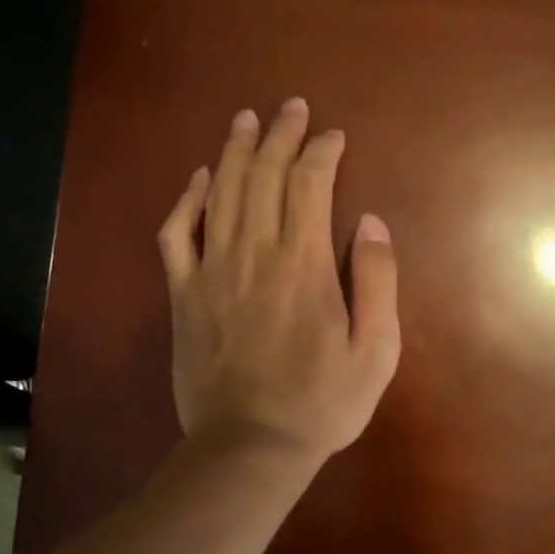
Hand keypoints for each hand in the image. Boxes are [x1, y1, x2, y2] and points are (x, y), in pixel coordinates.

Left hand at [158, 99, 400, 462]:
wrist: (250, 445)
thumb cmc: (322, 402)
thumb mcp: (376, 350)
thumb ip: (377, 280)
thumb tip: (372, 222)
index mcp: (305, 264)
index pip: (310, 184)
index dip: (322, 152)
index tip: (333, 136)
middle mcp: (255, 252)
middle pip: (264, 175)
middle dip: (280, 135)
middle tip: (290, 108)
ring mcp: (212, 270)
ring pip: (220, 192)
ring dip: (234, 151)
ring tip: (245, 120)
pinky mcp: (184, 293)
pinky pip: (177, 234)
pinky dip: (187, 199)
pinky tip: (199, 179)